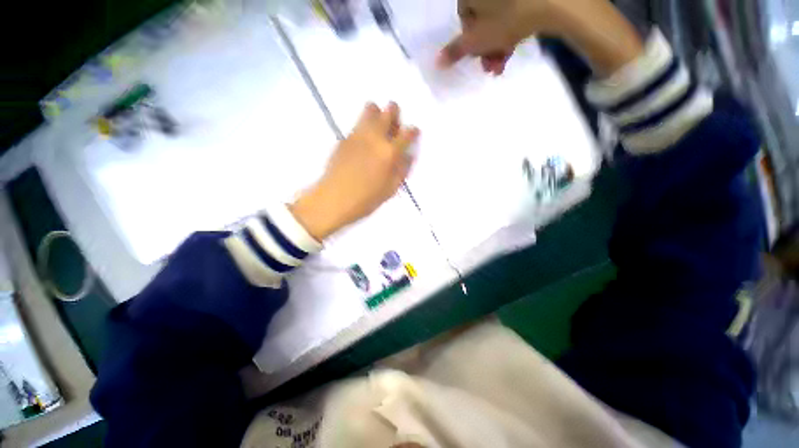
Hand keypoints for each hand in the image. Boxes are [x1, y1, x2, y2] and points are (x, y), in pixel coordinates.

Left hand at [290, 103, 418, 239]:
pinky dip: (364, 124)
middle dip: (394, 112)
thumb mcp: (391, 189)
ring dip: (378, 113)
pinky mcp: (345, 137)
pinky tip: (364, 138)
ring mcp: (358, 135)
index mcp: (390, 152)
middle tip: (394, 120)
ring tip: (378, 124)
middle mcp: (375, 138)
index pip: (407, 134)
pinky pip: (358, 123)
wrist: (334, 199)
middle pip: (388, 112)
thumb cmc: (366, 199)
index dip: (413, 131)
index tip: (414, 131)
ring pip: (370, 110)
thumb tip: (408, 155)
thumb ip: (402, 169)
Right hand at [437, 0, 553, 74]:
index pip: (464, 18)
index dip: (470, 41)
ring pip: (499, 17)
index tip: (478, 55)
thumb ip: (455, 51)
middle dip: (486, 48)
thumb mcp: (476, 41)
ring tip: (502, 64)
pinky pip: (514, 10)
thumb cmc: (506, 19)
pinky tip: (515, 45)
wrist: (551, 0)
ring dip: (498, 44)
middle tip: (491, 67)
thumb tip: (436, 62)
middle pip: (483, 20)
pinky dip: (512, 28)